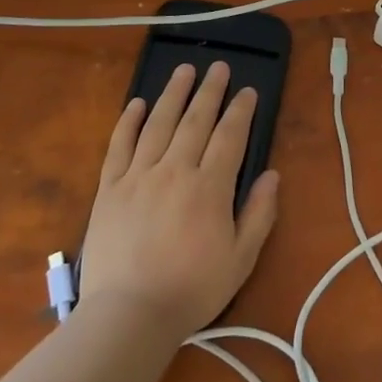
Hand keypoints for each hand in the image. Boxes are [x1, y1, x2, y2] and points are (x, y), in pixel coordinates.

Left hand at [78, 61, 278, 338]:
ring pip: (158, 124)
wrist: (129, 315)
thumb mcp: (241, 258)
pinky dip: (128, 122)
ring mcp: (138, 176)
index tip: (247, 90)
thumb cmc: (192, 289)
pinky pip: (119, 146)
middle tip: (218, 66)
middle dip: (210, 91)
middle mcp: (175, 170)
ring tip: (183, 70)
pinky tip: (136, 104)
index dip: (240, 110)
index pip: (230, 136)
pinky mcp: (109, 188)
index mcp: (210, 187)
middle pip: (195, 121)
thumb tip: (272, 174)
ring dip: (172, 94)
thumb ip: (259, 213)